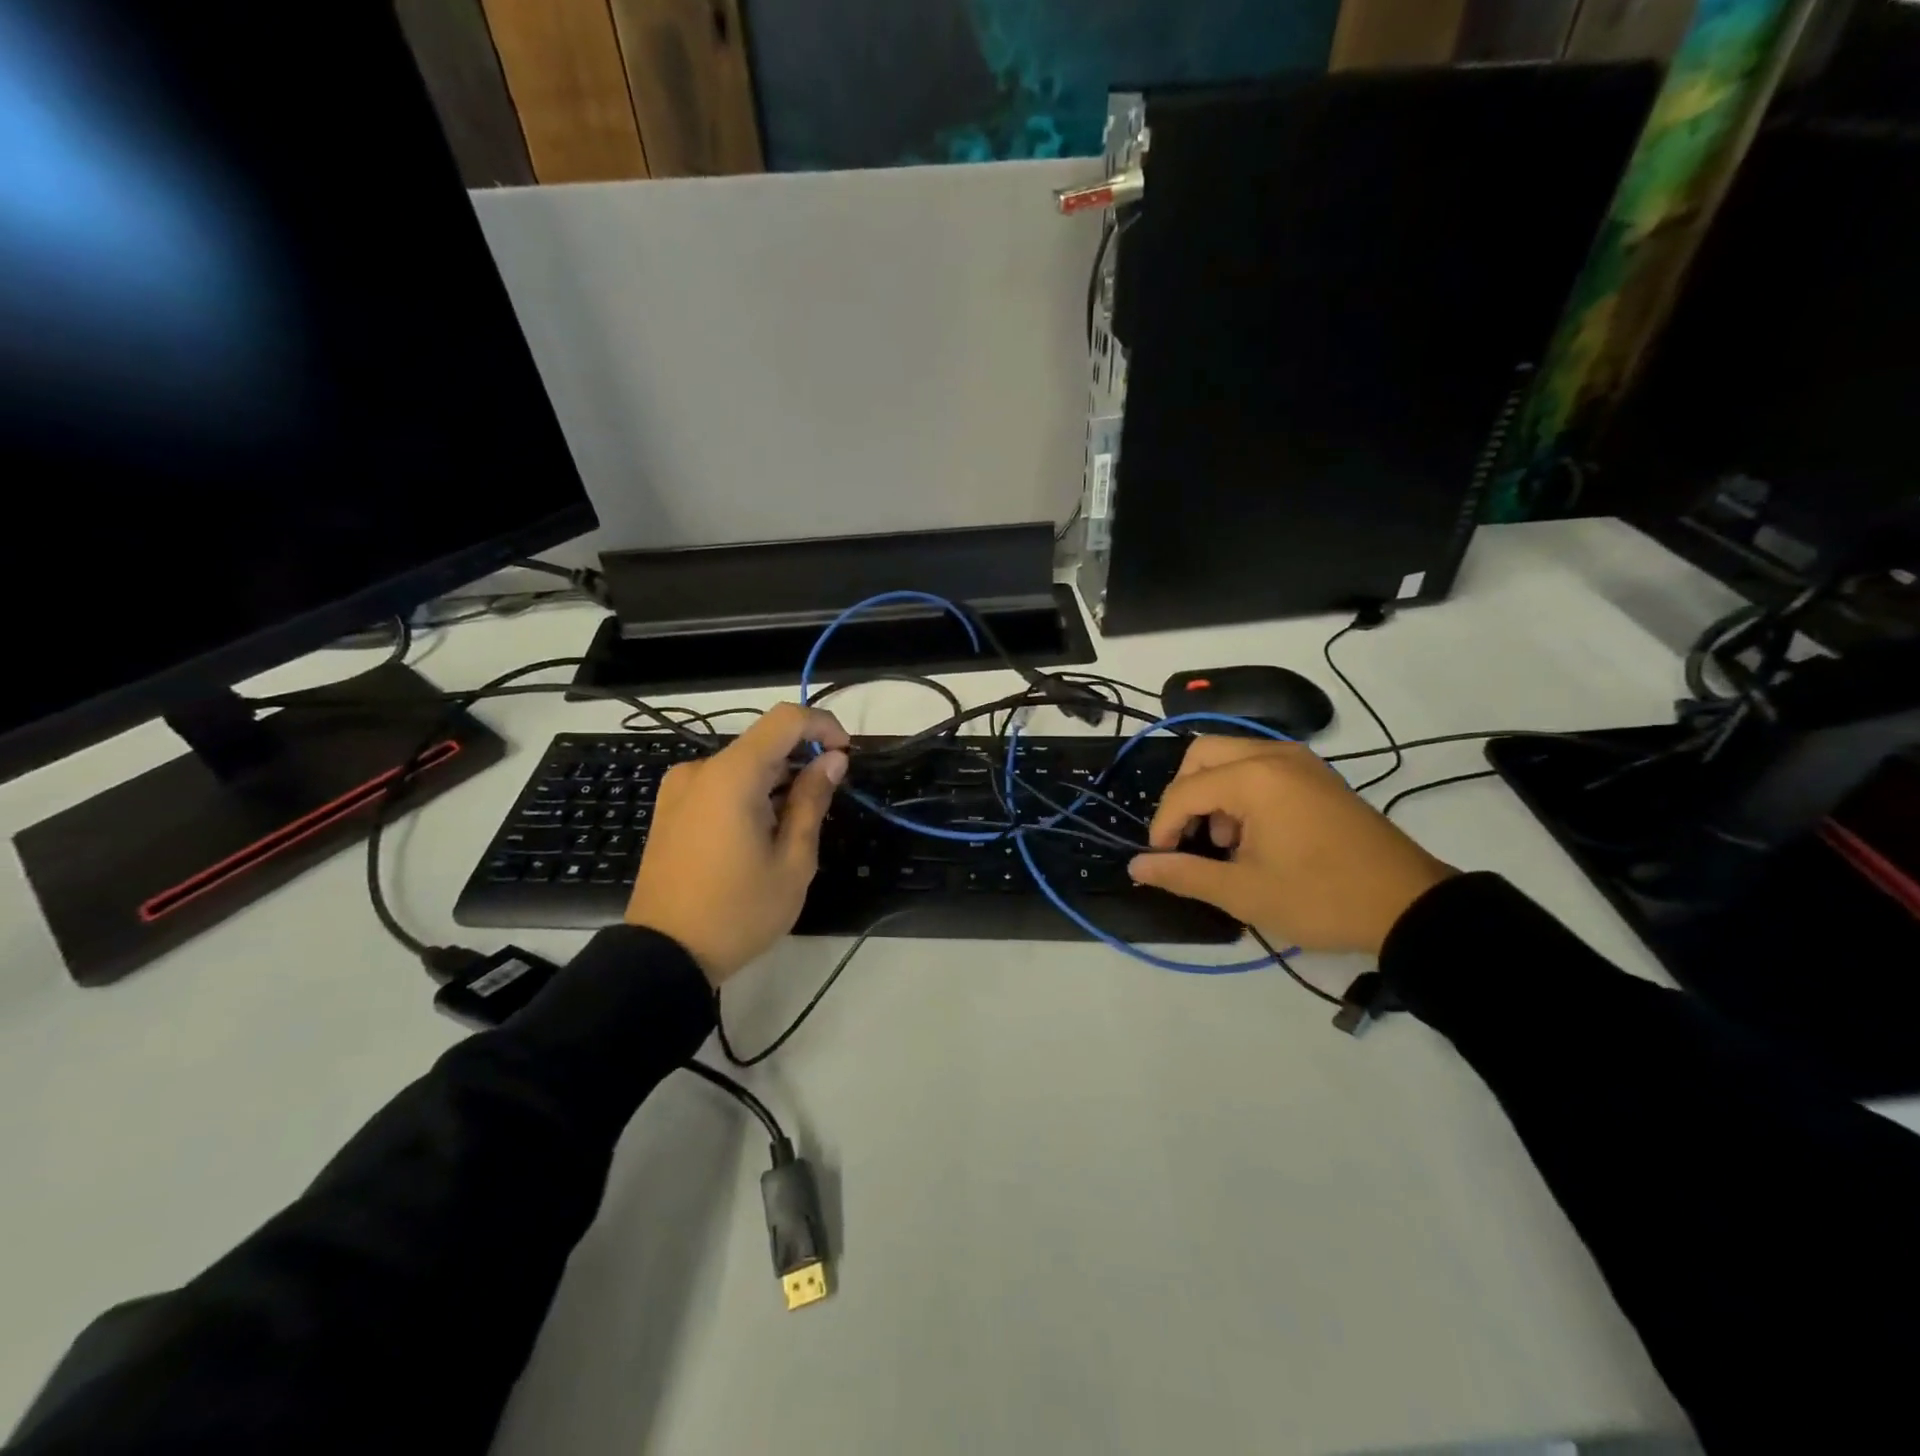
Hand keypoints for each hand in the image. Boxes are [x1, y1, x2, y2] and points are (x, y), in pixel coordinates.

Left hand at [625, 704, 849, 985]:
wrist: (664, 957)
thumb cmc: (738, 912)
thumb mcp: (792, 861)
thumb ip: (813, 801)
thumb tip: (833, 760)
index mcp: (731, 776)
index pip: (786, 719)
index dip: (823, 726)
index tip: (845, 756)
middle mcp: (700, 771)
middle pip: (764, 742)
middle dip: (802, 760)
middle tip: (826, 802)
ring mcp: (679, 790)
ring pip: (743, 765)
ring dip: (777, 780)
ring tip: (793, 828)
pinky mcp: (670, 810)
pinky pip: (720, 784)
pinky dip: (750, 793)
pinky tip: (761, 833)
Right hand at [1128, 737, 1455, 955]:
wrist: (1410, 906)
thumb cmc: (1320, 897)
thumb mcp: (1244, 892)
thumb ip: (1183, 874)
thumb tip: (1136, 868)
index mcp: (1254, 778)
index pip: (1184, 790)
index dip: (1162, 825)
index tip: (1159, 860)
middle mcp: (1274, 755)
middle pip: (1203, 755)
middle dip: (1184, 795)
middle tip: (1185, 838)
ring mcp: (1300, 761)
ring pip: (1231, 757)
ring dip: (1213, 792)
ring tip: (1224, 843)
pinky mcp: (1317, 775)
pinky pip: (1260, 767)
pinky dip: (1241, 791)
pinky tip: (1253, 835)